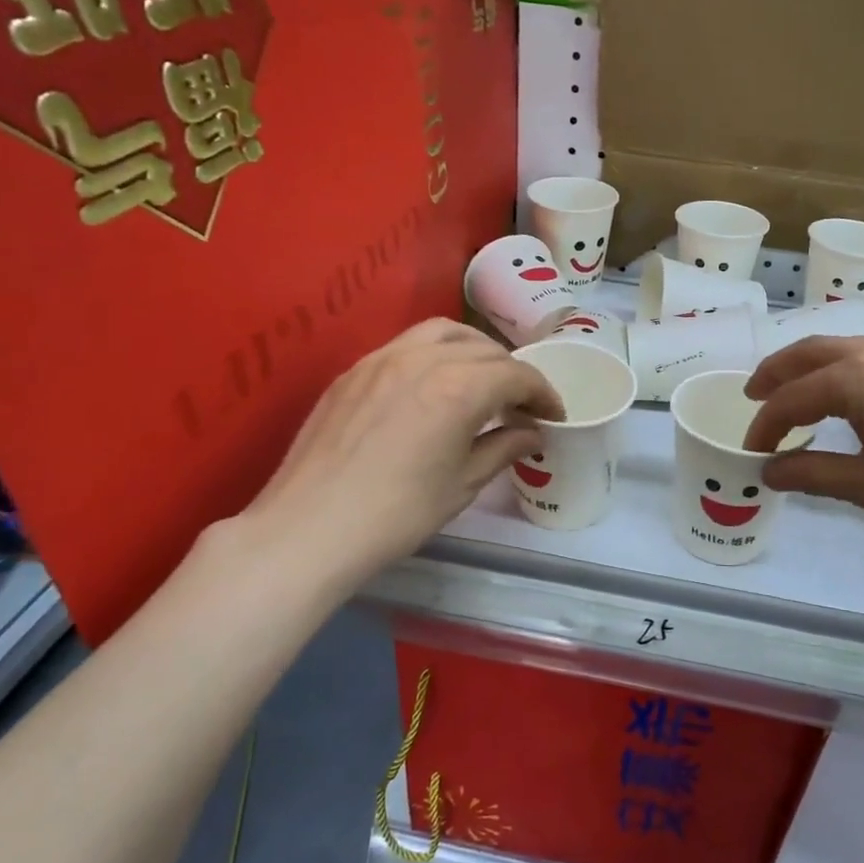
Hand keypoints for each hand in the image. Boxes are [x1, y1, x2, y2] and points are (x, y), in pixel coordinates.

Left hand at [237, 318, 562, 585]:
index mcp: (459, 387)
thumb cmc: (397, 514)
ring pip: (443, 333)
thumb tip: (532, 433)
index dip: (543, 393)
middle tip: (521, 404)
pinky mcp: (353, 371)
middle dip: (512, 372)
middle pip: (484, 349)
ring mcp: (382, 359)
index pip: (516, 375)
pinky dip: (435, 353)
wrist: (309, 529)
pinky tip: (433, 383)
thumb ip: (503, 448)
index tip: (554, 415)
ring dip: (474, 350)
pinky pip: (406, 344)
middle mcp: (423, 358)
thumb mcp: (462, 485)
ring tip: (482, 379)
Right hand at [742, 336, 863, 561]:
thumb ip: (811, 472)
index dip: (765, 423)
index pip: (793, 396)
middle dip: (778, 373)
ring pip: (847, 350)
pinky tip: (850, 397)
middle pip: (814, 352)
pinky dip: (847, 371)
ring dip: (813, 368)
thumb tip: (769, 471)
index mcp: (859, 376)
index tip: (751, 451)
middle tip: (753, 396)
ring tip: (795, 394)